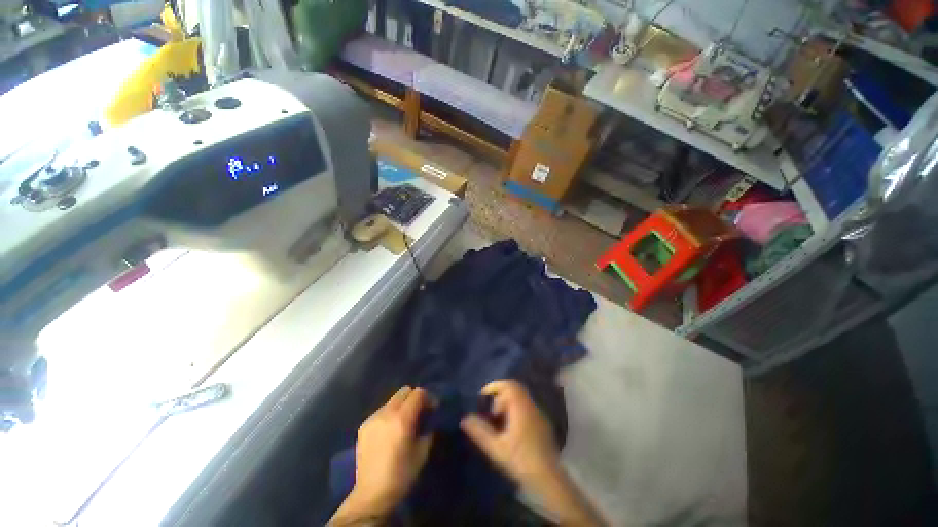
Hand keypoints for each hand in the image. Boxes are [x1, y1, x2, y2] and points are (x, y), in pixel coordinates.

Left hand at [345, 386, 433, 516]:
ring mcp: (373, 418)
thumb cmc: (402, 474)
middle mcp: (386, 412)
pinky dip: (389, 414)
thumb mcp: (423, 452)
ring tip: (404, 422)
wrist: (372, 494)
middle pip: (404, 391)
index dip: (428, 398)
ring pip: (392, 400)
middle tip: (419, 412)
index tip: (432, 409)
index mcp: (402, 418)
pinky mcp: (364, 425)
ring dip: (401, 405)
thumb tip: (431, 419)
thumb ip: (428, 429)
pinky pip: (381, 411)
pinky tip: (390, 430)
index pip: (418, 393)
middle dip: (414, 398)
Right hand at [459, 380, 560, 487]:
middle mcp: (531, 405)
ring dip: (508, 402)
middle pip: (515, 388)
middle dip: (500, 394)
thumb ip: (479, 431)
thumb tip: (464, 418)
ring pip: (521, 397)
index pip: (508, 385)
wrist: (549, 478)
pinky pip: (527, 407)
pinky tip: (510, 427)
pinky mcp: (542, 423)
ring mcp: (538, 414)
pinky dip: (516, 409)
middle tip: (489, 408)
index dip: (494, 386)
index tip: (483, 396)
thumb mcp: (496, 448)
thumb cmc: (520, 460)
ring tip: (497, 419)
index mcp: (520, 407)